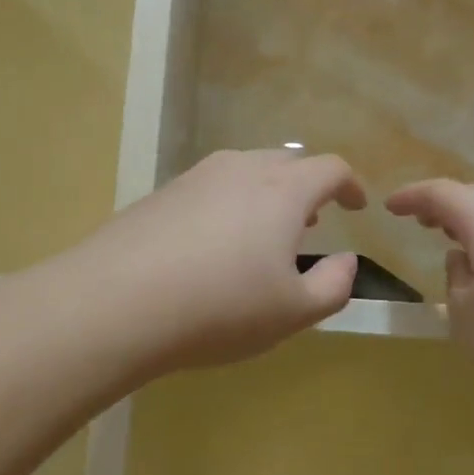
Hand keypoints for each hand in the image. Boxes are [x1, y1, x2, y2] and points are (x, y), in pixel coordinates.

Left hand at [73, 150, 366, 375]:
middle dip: (307, 188)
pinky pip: (210, 188)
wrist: (116, 303)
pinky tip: (214, 244)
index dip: (350, 185)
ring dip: (266, 195)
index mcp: (282, 190)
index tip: (356, 206)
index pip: (330, 169)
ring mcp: (195, 177)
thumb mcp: (293, 312)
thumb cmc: (221, 308)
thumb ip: (334, 285)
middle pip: (286, 163)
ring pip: (244, 171)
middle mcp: (240, 169)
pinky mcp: (160, 194)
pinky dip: (228, 205)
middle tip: (312, 221)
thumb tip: (347, 261)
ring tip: (265, 232)